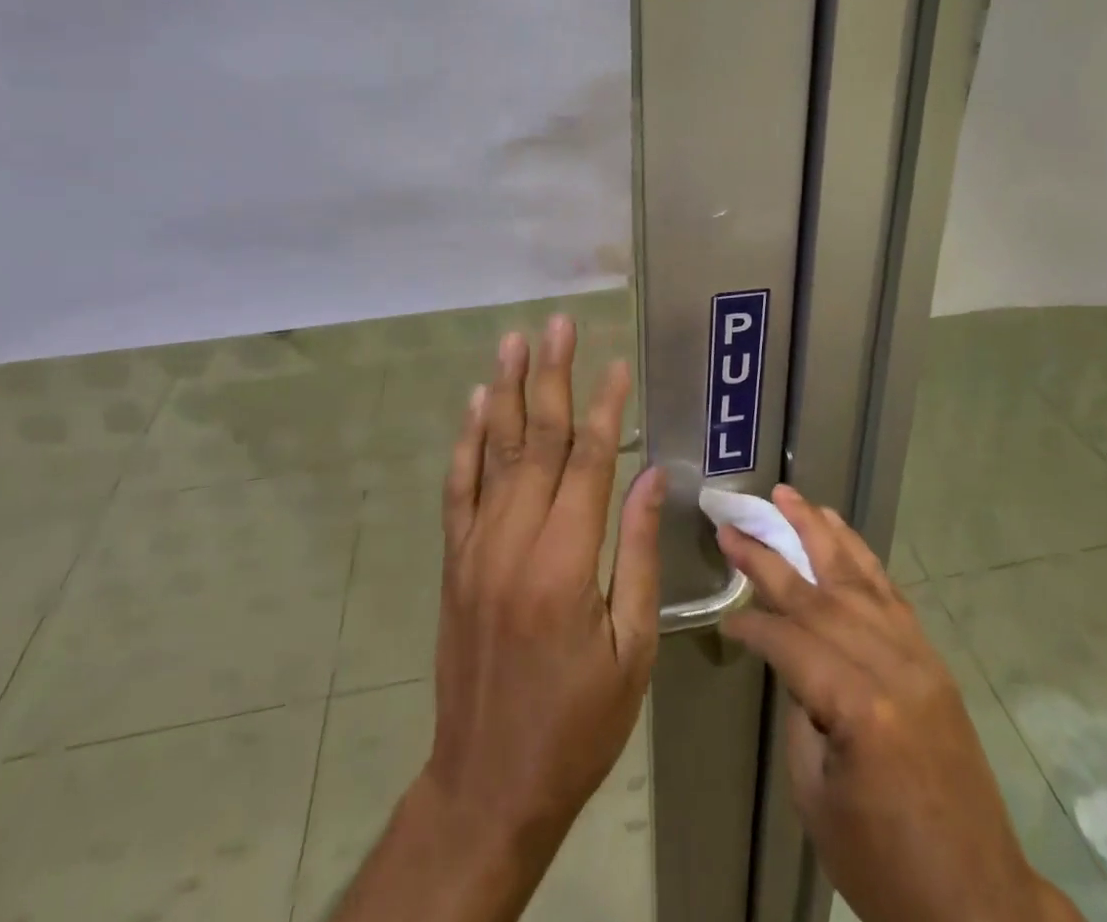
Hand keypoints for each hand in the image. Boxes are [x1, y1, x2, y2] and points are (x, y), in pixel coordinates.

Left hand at [425, 316, 663, 849]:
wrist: (488, 783)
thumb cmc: (578, 723)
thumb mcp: (631, 649)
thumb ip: (640, 554)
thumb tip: (651, 477)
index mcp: (567, 565)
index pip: (588, 463)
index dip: (604, 408)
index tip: (616, 364)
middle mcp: (515, 543)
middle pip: (536, 441)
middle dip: (551, 376)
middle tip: (558, 324)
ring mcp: (476, 549)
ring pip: (493, 452)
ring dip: (505, 391)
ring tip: (515, 341)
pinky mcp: (455, 562)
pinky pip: (458, 488)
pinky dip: (466, 441)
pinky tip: (475, 403)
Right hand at [716, 486, 1080, 921]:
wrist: (977, 900)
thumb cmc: (885, 864)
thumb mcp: (817, 795)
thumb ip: (801, 710)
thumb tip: (789, 658)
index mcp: (861, 708)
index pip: (791, 642)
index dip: (753, 626)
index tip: (725, 618)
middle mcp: (894, 667)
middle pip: (822, 595)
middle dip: (773, 554)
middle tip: (737, 521)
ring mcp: (920, 657)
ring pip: (860, 578)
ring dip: (821, 533)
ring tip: (791, 497)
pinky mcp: (934, 660)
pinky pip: (891, 595)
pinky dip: (861, 558)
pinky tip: (840, 534)